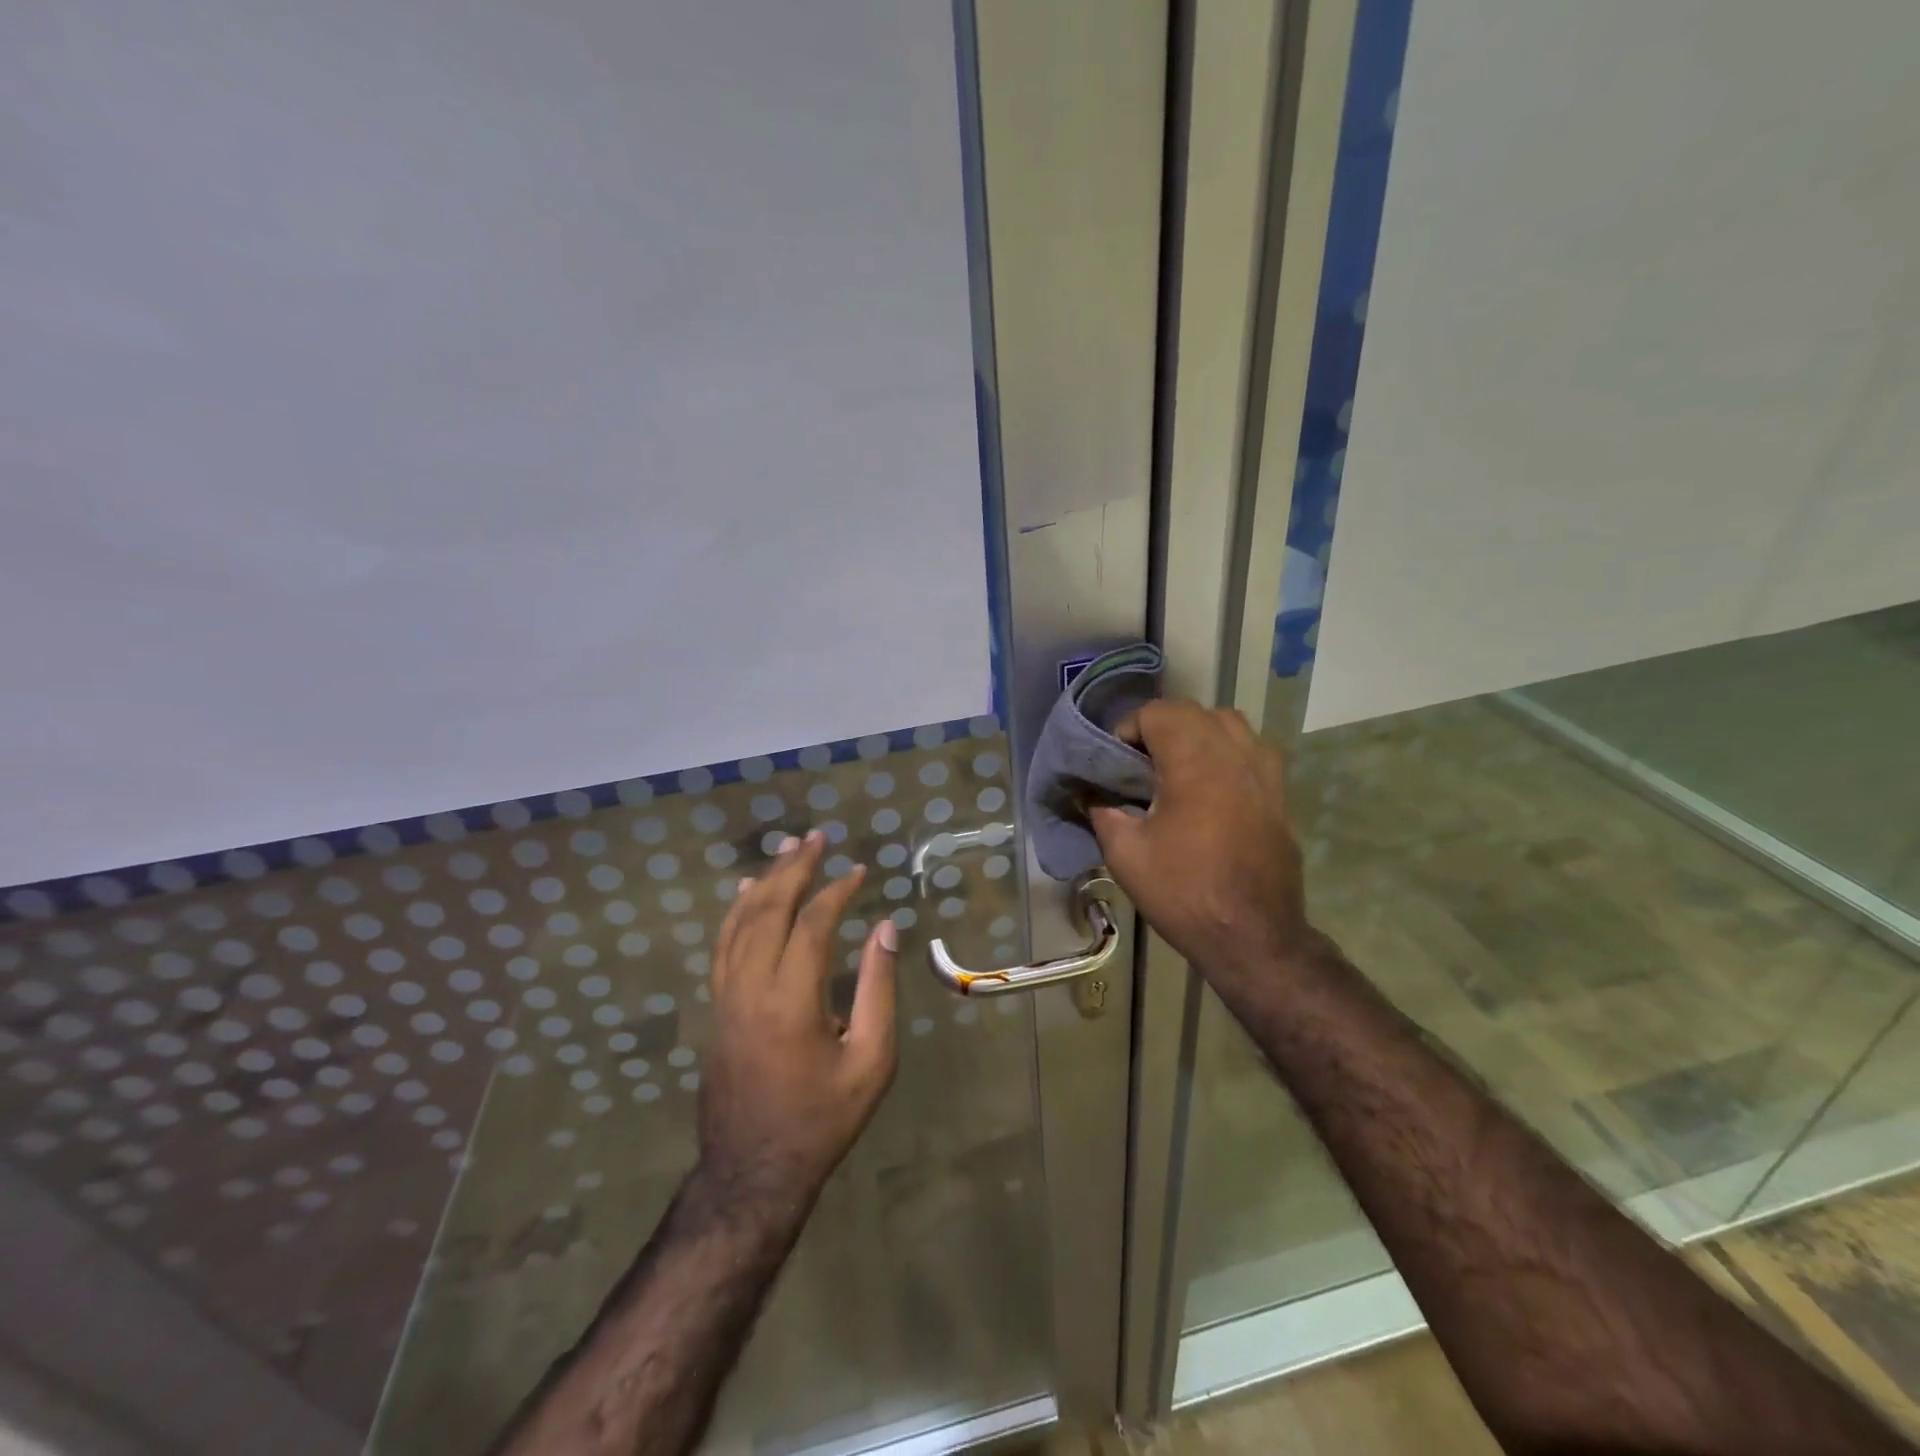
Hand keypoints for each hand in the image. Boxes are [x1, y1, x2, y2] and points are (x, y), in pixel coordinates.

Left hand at [698, 830, 898, 1211]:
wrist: (752, 1172)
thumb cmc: (823, 1119)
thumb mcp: (871, 1062)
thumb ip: (879, 990)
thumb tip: (885, 929)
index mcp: (792, 1000)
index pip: (813, 923)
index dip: (838, 891)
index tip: (860, 870)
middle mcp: (751, 987)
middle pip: (768, 909)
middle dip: (794, 868)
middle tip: (816, 837)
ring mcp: (726, 996)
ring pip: (740, 921)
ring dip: (764, 880)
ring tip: (786, 849)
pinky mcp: (716, 1006)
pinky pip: (722, 944)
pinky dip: (736, 910)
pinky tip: (745, 891)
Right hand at [1089, 700, 1312, 991]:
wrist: (1254, 936)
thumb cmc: (1185, 891)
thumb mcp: (1125, 854)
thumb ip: (1102, 812)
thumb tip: (1090, 794)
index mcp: (1195, 759)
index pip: (1157, 712)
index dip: (1127, 730)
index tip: (1113, 763)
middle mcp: (1235, 752)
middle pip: (1192, 712)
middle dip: (1159, 728)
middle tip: (1137, 765)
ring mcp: (1265, 771)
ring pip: (1227, 724)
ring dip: (1196, 734)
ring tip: (1175, 768)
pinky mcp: (1280, 793)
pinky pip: (1250, 750)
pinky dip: (1225, 753)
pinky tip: (1209, 787)